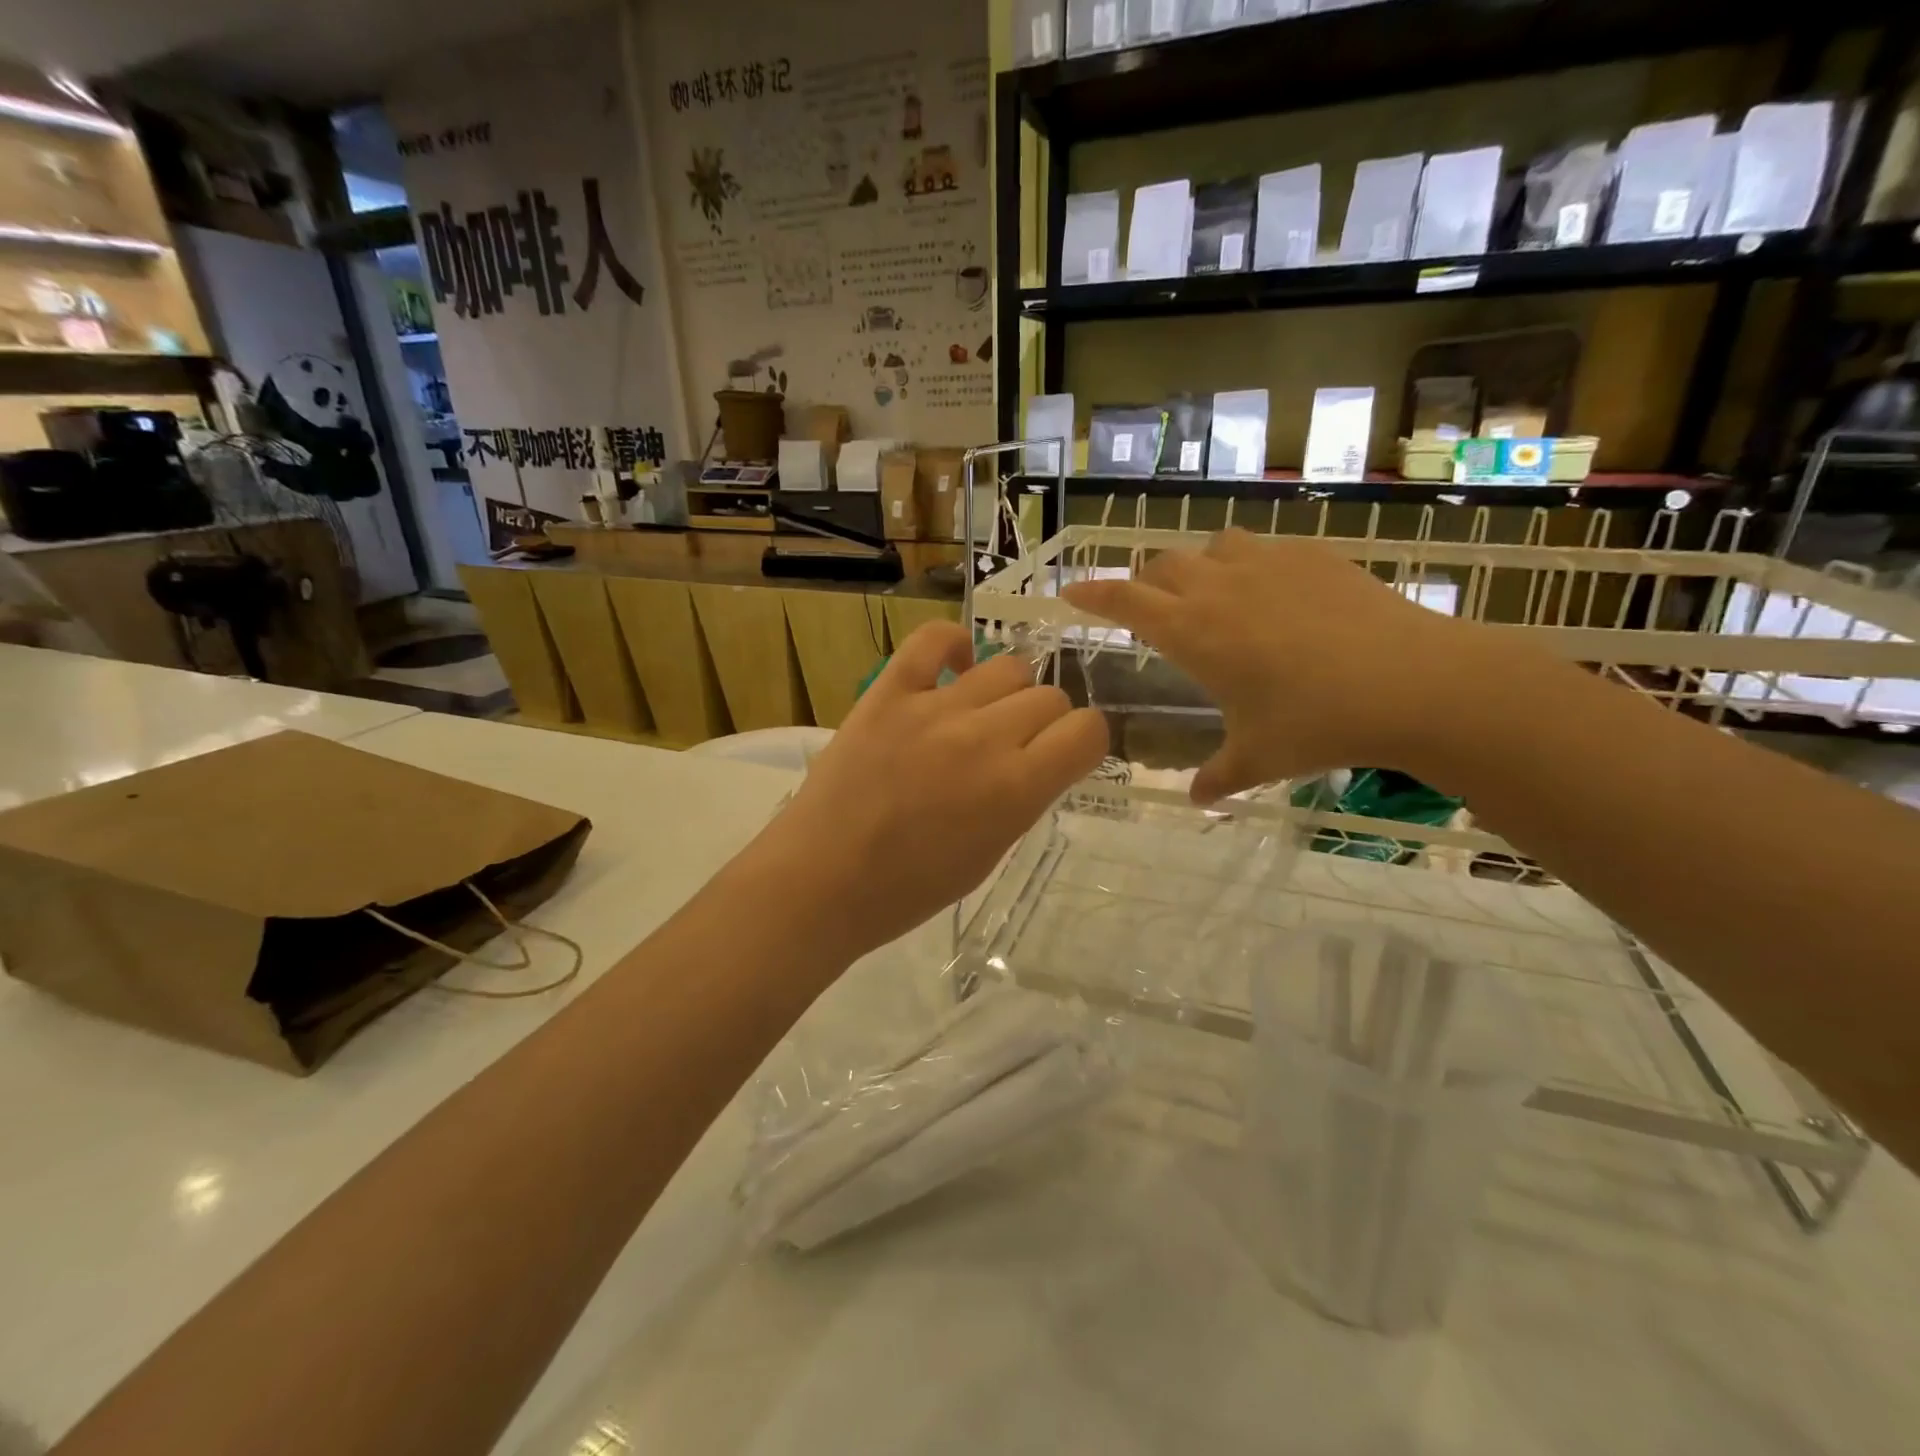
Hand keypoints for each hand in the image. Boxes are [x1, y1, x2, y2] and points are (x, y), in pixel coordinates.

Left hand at [755, 621, 1108, 957]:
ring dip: (1006, 691)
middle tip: (1014, 746)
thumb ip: (1024, 797)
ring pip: (1006, 665)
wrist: (822, 879)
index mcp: (1016, 789)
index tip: (1064, 755)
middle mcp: (985, 738)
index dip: (1083, 741)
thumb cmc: (909, 888)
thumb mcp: (990, 853)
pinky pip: (933, 639)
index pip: (1087, 730)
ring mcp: (934, 708)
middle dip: (1044, 722)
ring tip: (980, 715)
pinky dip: (952, 644)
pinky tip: (953, 668)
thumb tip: (1039, 757)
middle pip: (1049, 696)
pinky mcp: (888, 692)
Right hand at [1063, 528, 1490, 802]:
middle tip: (1151, 609)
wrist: (1414, 683)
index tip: (1071, 592)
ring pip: (1212, 546)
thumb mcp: (1259, 758)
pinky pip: (1264, 548)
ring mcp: (1268, 565)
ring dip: (1199, 566)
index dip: (1092, 594)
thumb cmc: (1318, 723)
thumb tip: (1197, 799)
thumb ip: (1219, 776)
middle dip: (1146, 583)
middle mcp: (1220, 588)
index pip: (1124, 600)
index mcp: (1192, 632)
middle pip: (1162, 565)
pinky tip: (1275, 594)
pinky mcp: (1313, 556)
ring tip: (1213, 595)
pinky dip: (1250, 565)